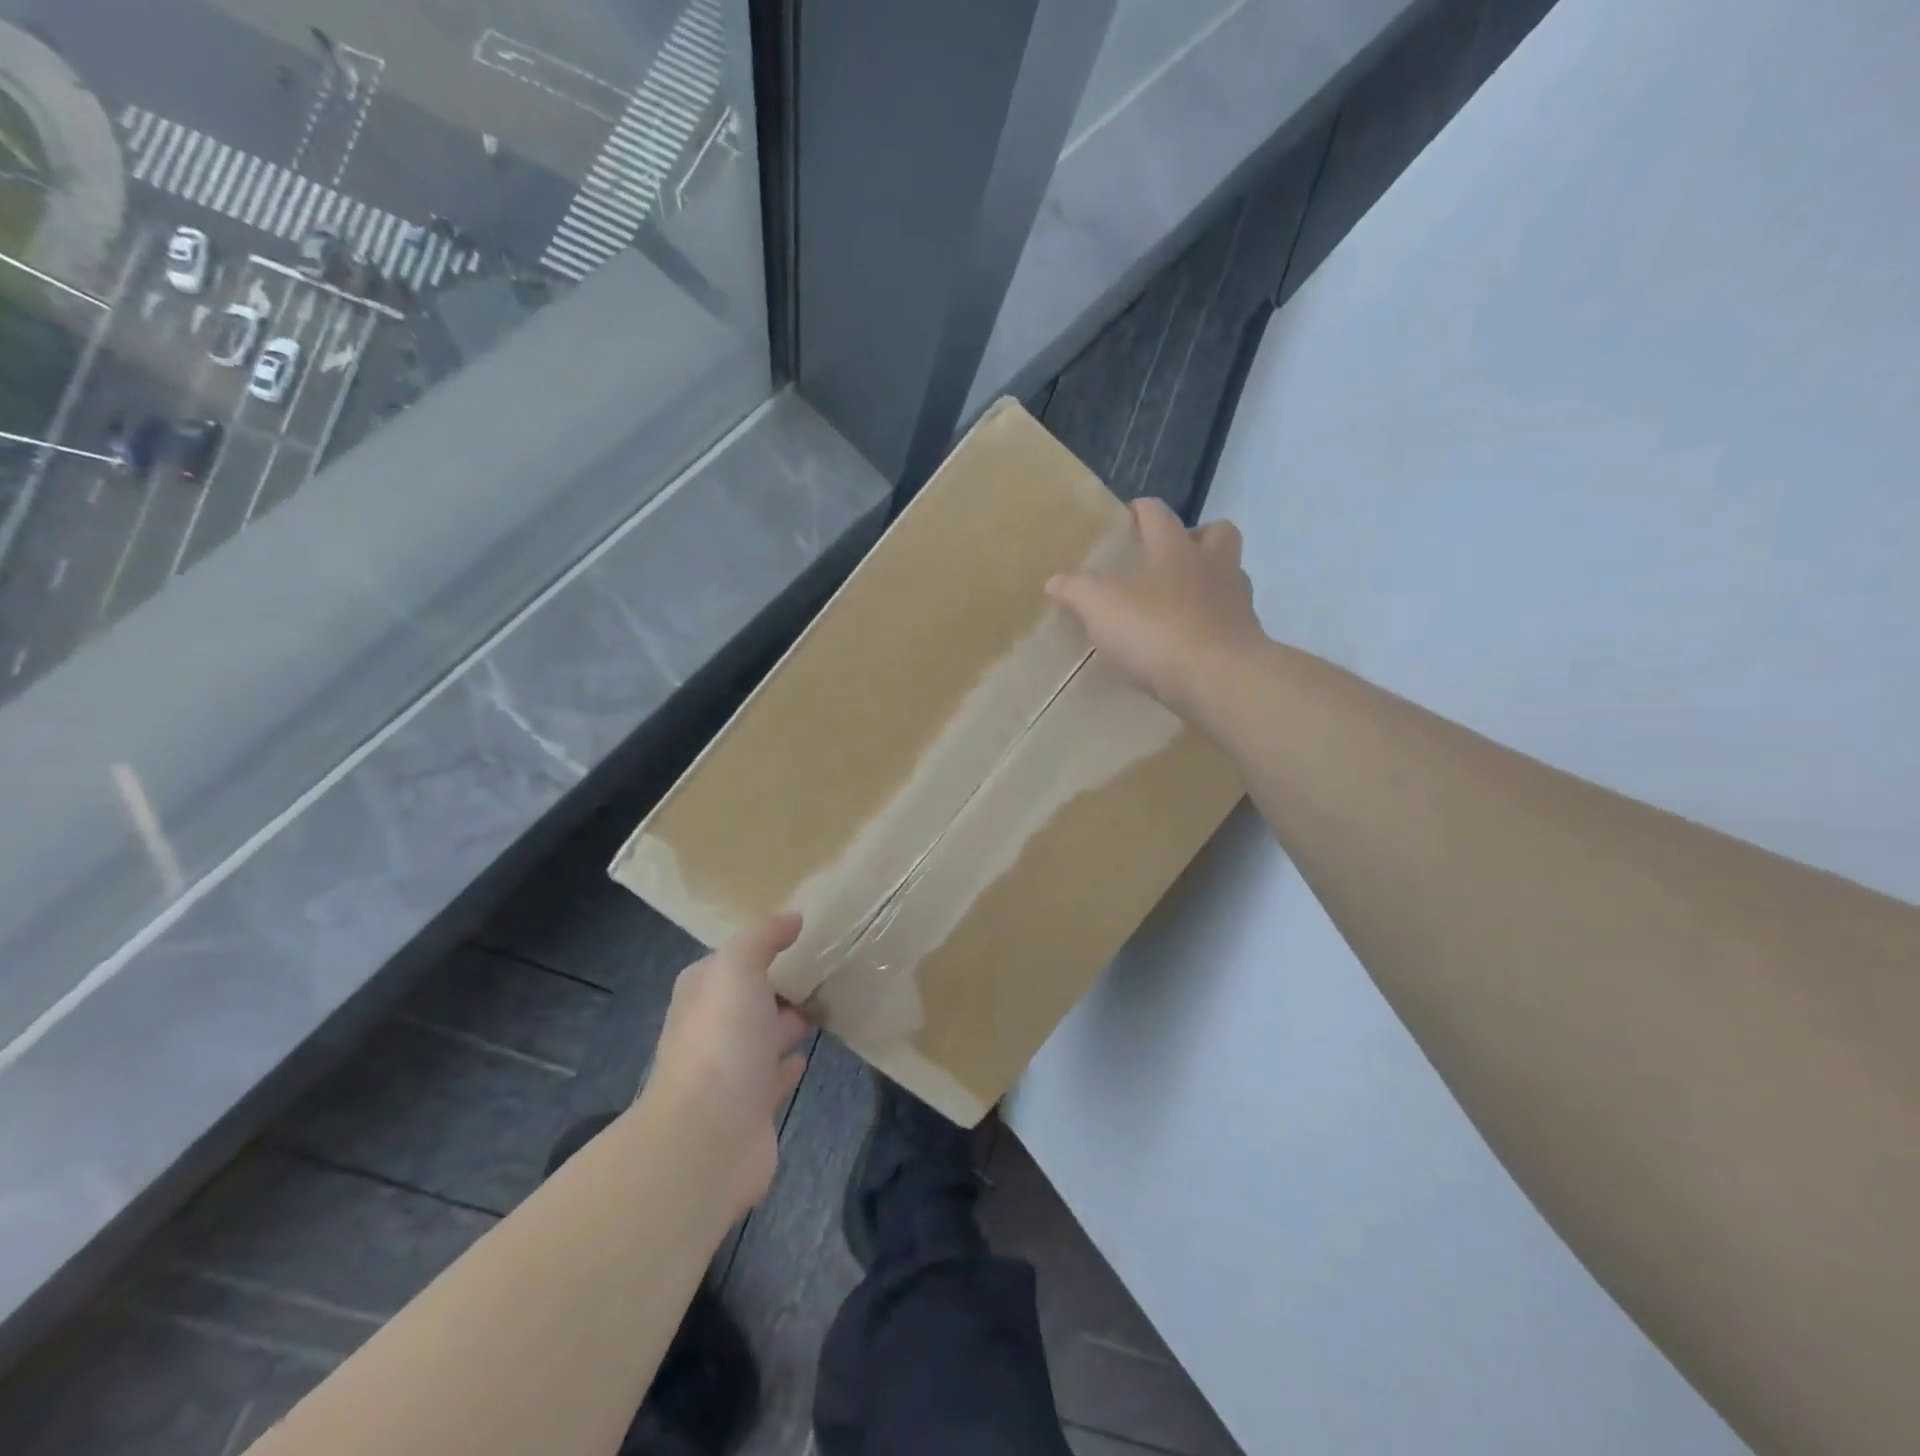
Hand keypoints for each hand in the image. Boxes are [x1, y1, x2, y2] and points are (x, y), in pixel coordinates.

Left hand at [647, 915, 810, 1216]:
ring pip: (763, 1036)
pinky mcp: (750, 1108)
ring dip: (787, 1022)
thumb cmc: (721, 1043)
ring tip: (827, 1003)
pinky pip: (774, 1077)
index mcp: (702, 993)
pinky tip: (809, 1054)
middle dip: (778, 984)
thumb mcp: (737, 970)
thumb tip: (792, 918)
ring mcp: (729, 1072)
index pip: (729, 960)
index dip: (760, 946)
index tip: (802, 935)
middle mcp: (710, 1029)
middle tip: (825, 967)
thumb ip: (762, 938)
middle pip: (748, 998)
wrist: (706, 1139)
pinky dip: (789, 1064)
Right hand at [1047, 498, 1265, 717]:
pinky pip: (1229, 619)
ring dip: (1209, 581)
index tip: (1129, 516)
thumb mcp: (1100, 608)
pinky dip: (1211, 623)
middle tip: (1170, 558)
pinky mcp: (1245, 637)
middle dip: (1196, 537)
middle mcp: (1212, 564)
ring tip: (1179, 603)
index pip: (1157, 514)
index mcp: (1174, 548)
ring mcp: (1235, 600)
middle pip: (1217, 532)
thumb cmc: (1156, 629)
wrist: (1218, 677)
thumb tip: (1055, 581)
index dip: (1141, 511)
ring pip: (1229, 575)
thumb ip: (1077, 591)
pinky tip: (1189, 642)